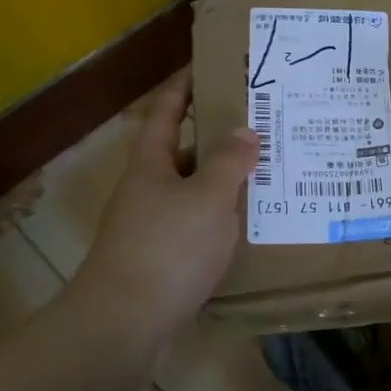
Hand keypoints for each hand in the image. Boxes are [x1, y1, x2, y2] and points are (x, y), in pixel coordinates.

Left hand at [66, 71, 259, 337]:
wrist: (124, 324)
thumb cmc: (168, 247)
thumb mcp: (208, 197)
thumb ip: (229, 161)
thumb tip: (244, 131)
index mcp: (151, 162)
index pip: (168, 111)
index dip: (186, 86)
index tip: (211, 66)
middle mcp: (147, 188)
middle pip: (184, 151)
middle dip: (219, 137)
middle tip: (262, 125)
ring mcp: (151, 225)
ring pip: (193, 191)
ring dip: (224, 181)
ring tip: (267, 171)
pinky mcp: (161, 258)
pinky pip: (196, 225)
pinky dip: (221, 218)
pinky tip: (249, 223)